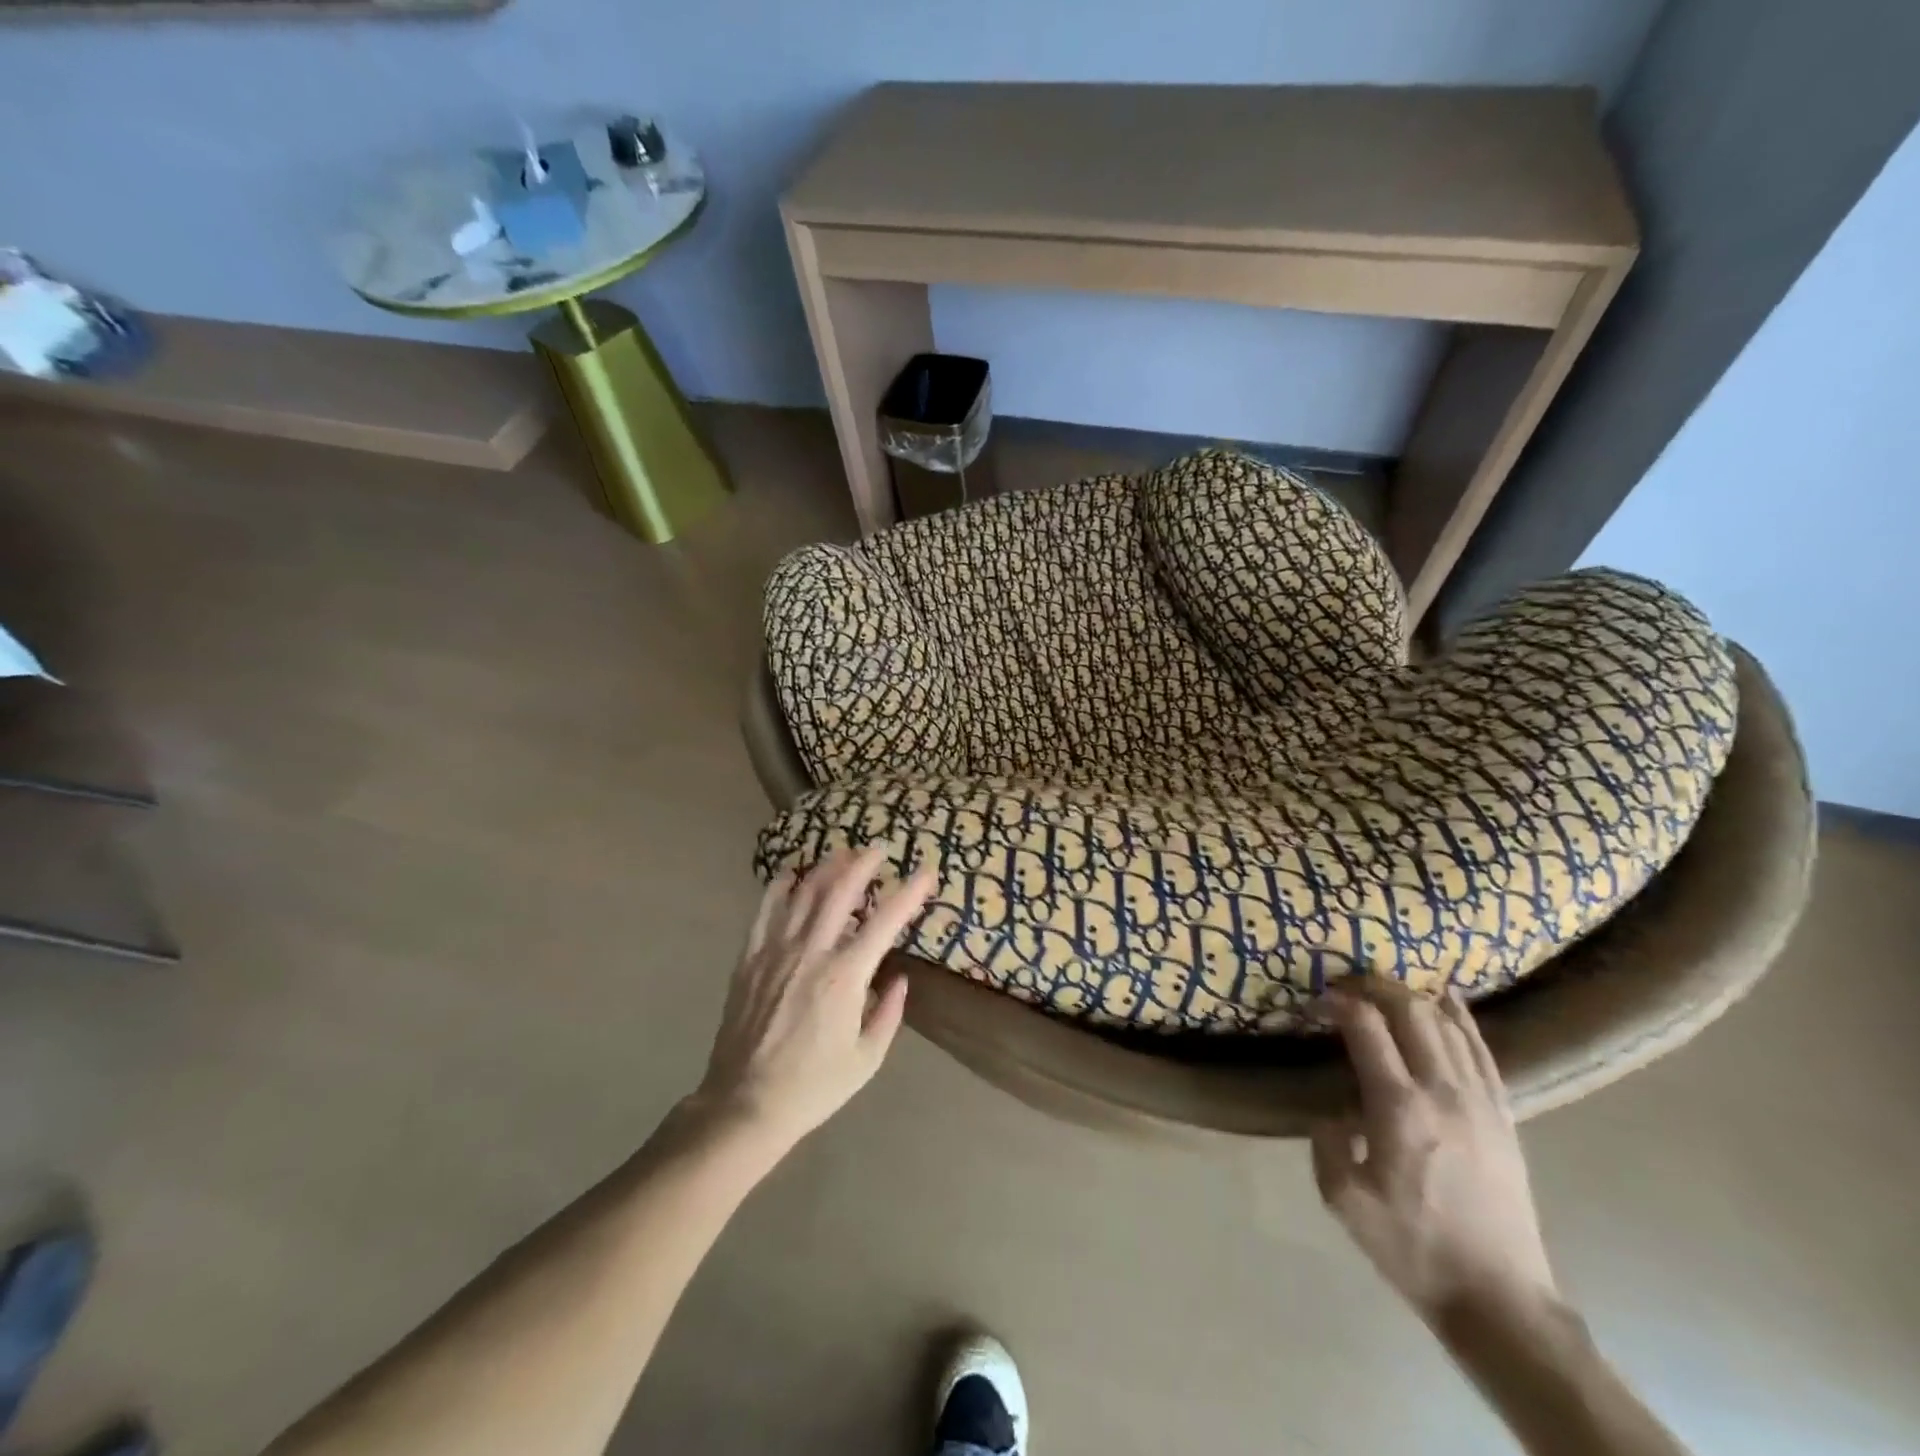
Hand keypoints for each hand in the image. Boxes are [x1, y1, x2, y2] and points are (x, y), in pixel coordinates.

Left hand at [691, 848, 934, 1155]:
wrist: (745, 1105)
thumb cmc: (814, 1086)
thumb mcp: (867, 1058)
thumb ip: (888, 1013)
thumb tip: (898, 978)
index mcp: (845, 976)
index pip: (885, 921)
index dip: (909, 892)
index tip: (926, 872)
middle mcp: (811, 952)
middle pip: (840, 892)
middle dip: (863, 864)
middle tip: (878, 849)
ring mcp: (776, 952)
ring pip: (803, 894)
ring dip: (825, 869)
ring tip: (841, 854)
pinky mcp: (750, 959)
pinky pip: (765, 911)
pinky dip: (779, 888)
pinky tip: (789, 875)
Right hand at [1311, 981, 1558, 1328]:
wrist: (1499, 1300)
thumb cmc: (1413, 1248)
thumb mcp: (1343, 1199)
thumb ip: (1327, 1140)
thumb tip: (1336, 1111)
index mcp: (1399, 1108)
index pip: (1366, 1027)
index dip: (1338, 1002)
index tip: (1317, 1002)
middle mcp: (1443, 1091)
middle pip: (1411, 1011)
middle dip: (1375, 986)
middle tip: (1347, 986)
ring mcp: (1481, 1101)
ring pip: (1448, 1024)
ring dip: (1414, 996)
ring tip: (1386, 989)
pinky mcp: (1504, 1116)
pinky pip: (1482, 1051)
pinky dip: (1462, 1018)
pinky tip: (1448, 1002)